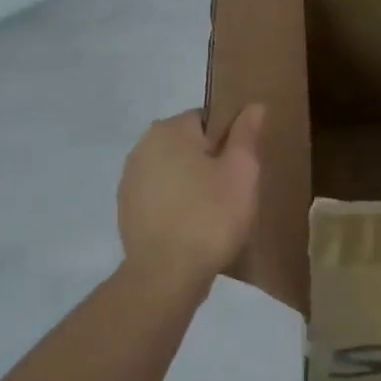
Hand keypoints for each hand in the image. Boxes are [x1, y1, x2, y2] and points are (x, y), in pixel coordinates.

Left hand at [117, 106, 263, 289]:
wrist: (166, 274)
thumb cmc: (211, 216)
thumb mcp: (242, 172)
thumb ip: (247, 134)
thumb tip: (253, 106)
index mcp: (170, 130)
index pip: (207, 118)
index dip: (229, 141)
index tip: (240, 168)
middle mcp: (143, 146)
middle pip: (188, 144)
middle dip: (209, 161)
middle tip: (231, 191)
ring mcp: (130, 179)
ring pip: (173, 170)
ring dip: (191, 182)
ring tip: (212, 212)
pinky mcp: (126, 209)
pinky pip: (160, 195)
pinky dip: (175, 203)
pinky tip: (191, 226)